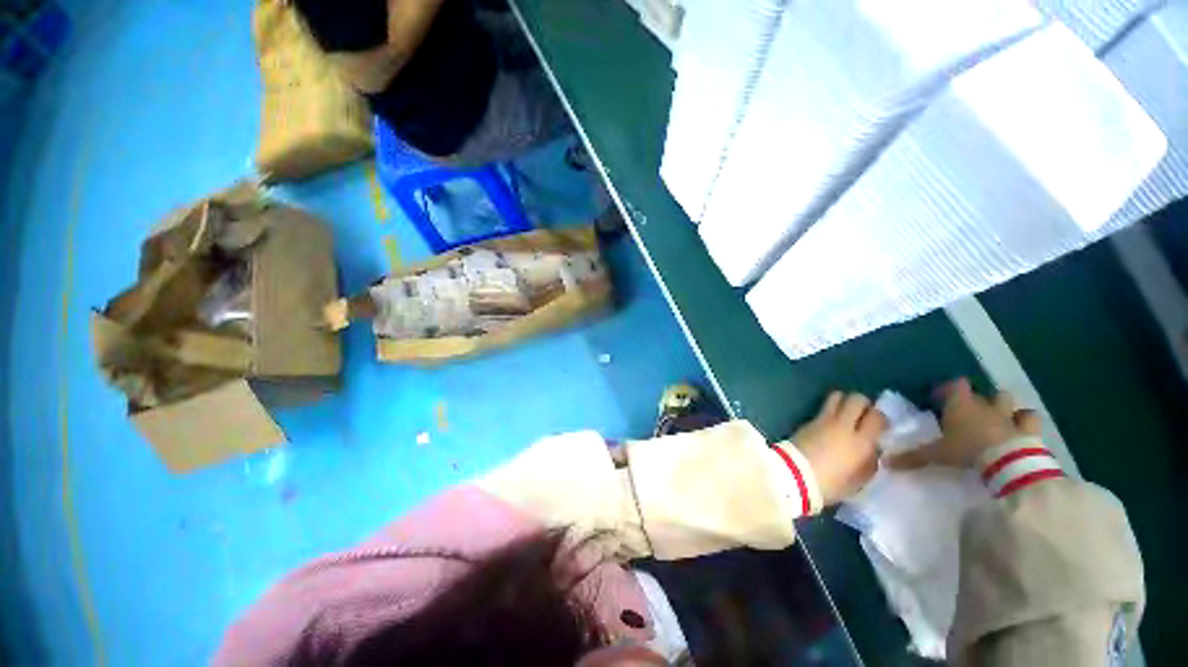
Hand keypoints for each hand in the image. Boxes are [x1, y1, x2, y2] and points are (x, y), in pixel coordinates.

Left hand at [793, 392, 886, 505]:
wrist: (794, 475)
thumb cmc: (830, 484)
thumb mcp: (859, 480)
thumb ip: (869, 461)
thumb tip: (872, 448)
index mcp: (861, 442)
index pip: (877, 416)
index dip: (880, 419)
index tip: (879, 427)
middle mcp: (843, 425)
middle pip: (857, 399)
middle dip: (863, 404)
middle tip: (863, 416)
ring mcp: (823, 420)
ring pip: (837, 396)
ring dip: (844, 402)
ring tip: (846, 415)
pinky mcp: (807, 420)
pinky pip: (823, 408)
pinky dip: (830, 410)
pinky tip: (830, 423)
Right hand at [883, 379, 1041, 470]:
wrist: (1009, 462)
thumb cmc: (967, 450)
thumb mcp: (936, 455)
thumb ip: (913, 456)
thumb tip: (885, 462)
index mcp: (962, 405)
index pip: (956, 385)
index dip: (949, 388)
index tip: (941, 398)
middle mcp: (987, 406)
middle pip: (987, 393)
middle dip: (982, 400)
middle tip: (973, 412)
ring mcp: (1011, 417)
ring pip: (1012, 403)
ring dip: (1007, 409)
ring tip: (1001, 421)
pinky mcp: (1030, 431)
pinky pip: (1032, 422)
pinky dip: (1027, 425)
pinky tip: (1023, 434)